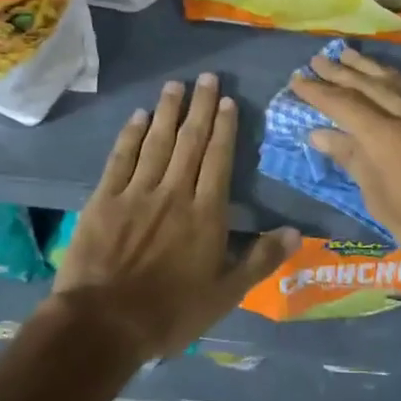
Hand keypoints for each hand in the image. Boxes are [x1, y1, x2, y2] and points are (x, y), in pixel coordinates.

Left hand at [50, 73, 297, 359]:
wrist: (105, 323)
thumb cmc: (171, 313)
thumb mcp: (226, 294)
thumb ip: (261, 259)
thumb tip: (296, 231)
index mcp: (206, 213)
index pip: (219, 160)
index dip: (224, 128)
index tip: (226, 101)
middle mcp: (174, 193)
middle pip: (191, 142)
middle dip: (200, 107)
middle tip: (206, 77)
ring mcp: (137, 193)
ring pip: (157, 142)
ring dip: (168, 112)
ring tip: (175, 85)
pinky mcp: (104, 200)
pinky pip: (121, 159)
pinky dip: (131, 135)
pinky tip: (137, 117)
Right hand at [289, 48, 400, 290]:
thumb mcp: (381, 202)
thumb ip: (353, 160)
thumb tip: (321, 134)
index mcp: (388, 138)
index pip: (345, 104)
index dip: (318, 91)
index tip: (297, 80)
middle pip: (370, 85)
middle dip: (341, 71)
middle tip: (317, 59)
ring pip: (400, 82)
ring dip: (370, 68)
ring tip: (348, 55)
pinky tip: (392, 79)